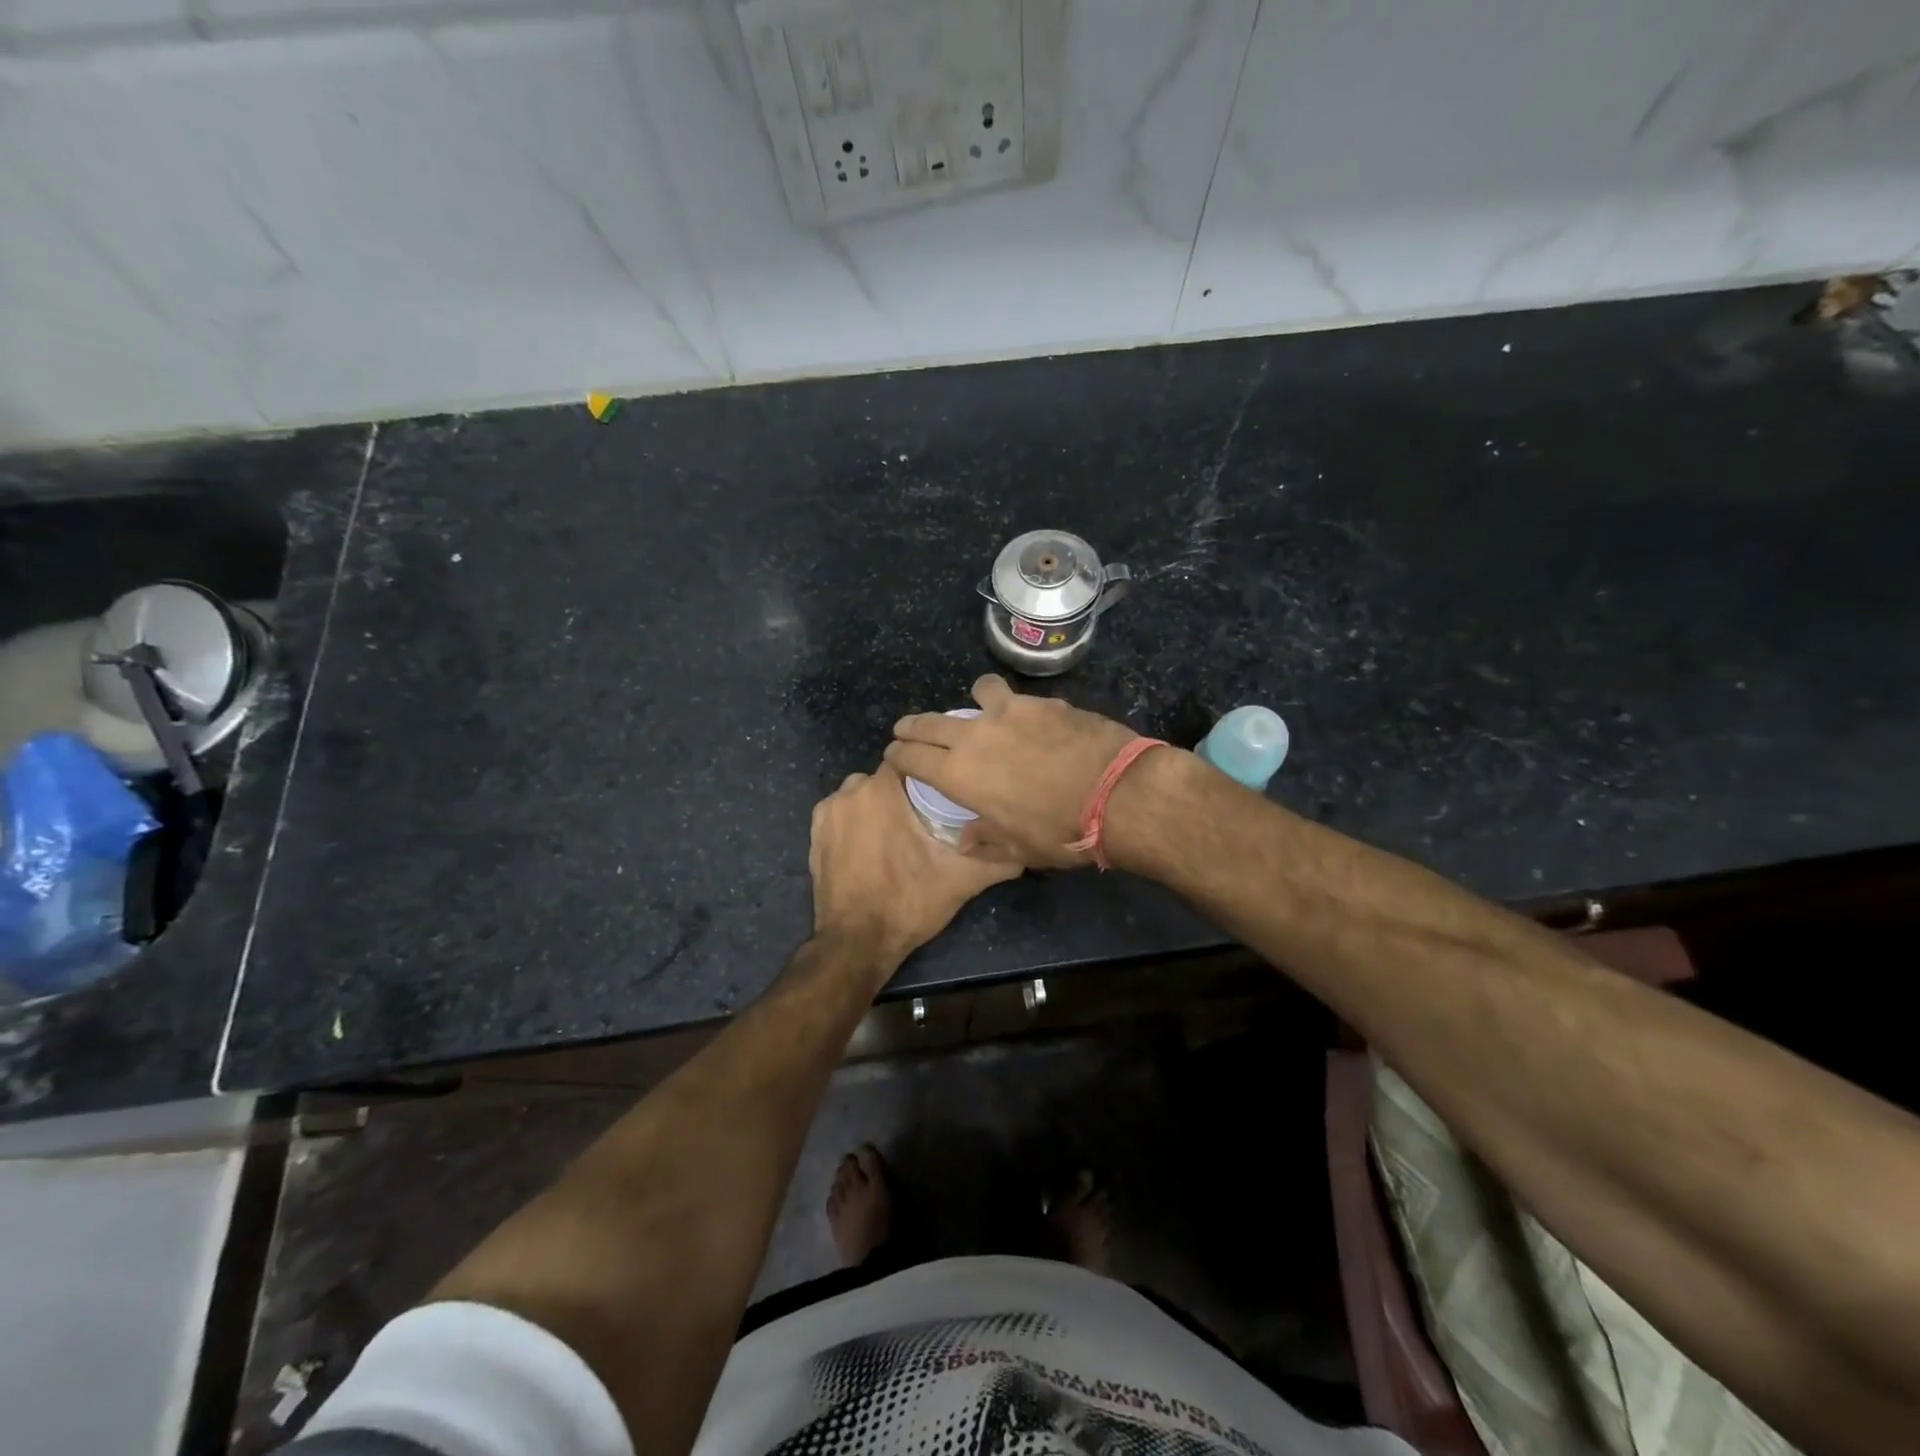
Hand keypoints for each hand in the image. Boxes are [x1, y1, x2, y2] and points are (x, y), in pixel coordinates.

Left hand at [809, 761, 1020, 970]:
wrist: (856, 943)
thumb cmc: (908, 902)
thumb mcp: (961, 881)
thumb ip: (997, 860)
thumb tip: (1026, 851)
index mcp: (882, 790)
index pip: (910, 761)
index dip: (928, 775)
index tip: (943, 793)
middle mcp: (850, 792)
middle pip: (885, 777)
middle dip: (903, 793)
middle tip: (926, 819)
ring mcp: (827, 813)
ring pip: (861, 795)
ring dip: (878, 806)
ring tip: (899, 834)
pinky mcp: (813, 834)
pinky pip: (842, 814)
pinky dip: (856, 822)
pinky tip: (872, 845)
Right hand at [885, 675, 1138, 869]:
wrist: (1116, 794)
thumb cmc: (1059, 831)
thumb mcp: (1018, 848)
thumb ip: (986, 840)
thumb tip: (966, 838)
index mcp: (958, 775)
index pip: (912, 758)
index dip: (898, 755)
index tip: (893, 754)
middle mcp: (974, 737)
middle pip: (930, 723)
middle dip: (913, 726)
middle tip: (907, 728)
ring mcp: (1009, 713)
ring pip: (977, 693)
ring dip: (972, 701)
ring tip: (979, 707)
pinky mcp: (1043, 702)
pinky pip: (1018, 698)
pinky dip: (1015, 706)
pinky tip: (1030, 718)